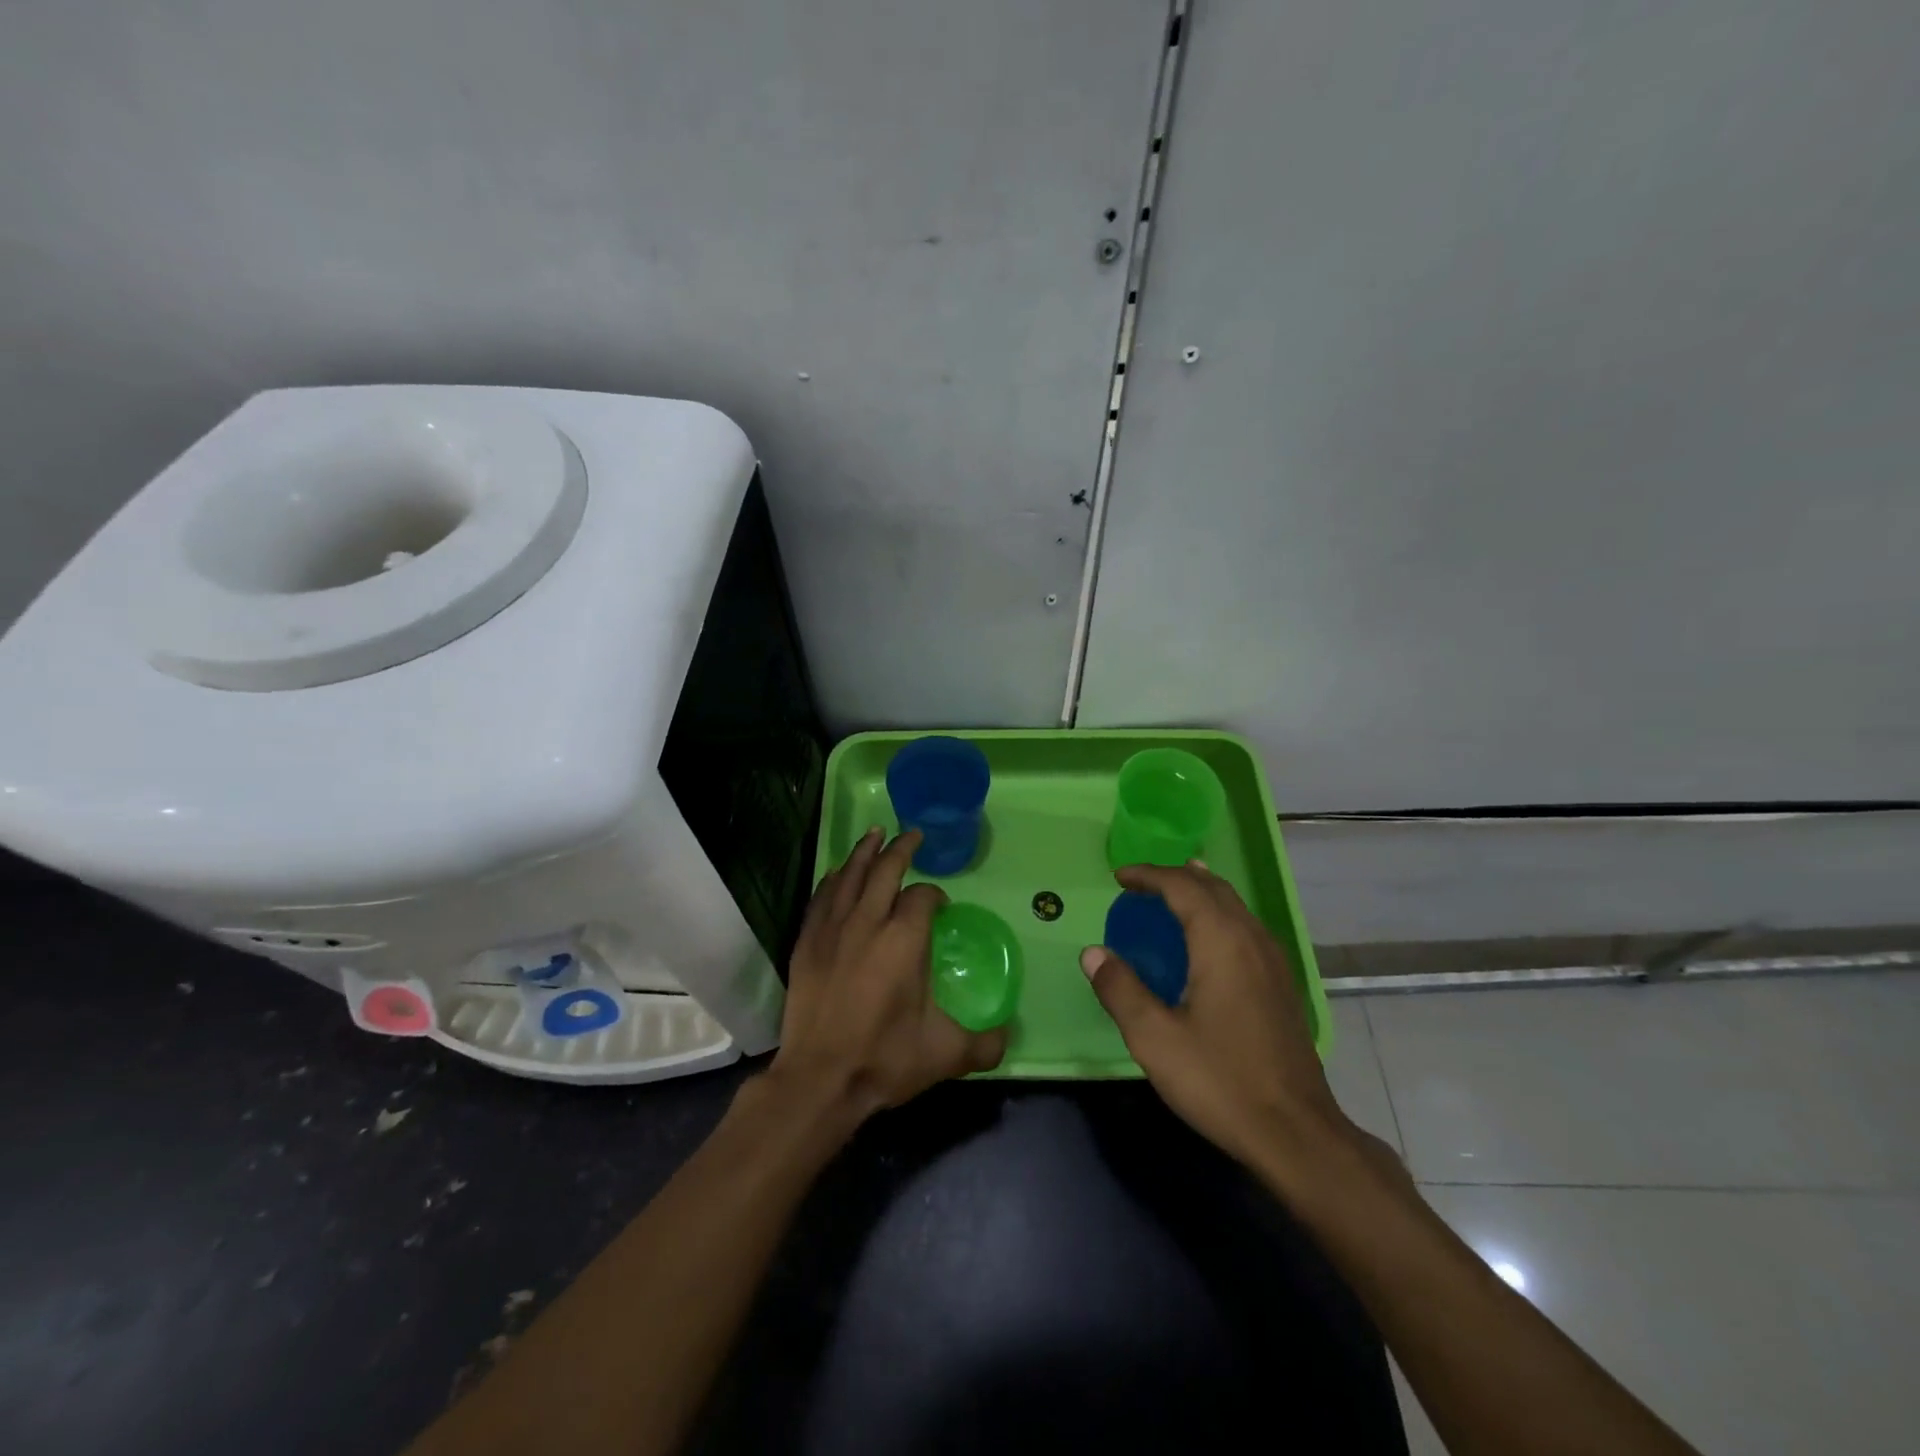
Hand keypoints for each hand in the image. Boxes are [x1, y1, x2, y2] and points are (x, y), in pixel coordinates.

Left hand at [770, 828, 1006, 1122]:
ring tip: (876, 834)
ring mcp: (832, 930)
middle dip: (902, 849)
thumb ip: (985, 1043)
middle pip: (884, 870)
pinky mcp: (807, 944)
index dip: (935, 895)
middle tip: (913, 835)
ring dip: (865, 852)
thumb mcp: (946, 1054)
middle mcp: (867, 922)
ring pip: (849, 876)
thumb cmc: (884, 1059)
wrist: (819, 1080)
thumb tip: (1008, 1036)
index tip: (940, 906)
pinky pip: (821, 898)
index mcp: (904, 939)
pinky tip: (837, 874)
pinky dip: (833, 880)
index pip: (922, 897)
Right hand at [1081, 861, 1348, 1169]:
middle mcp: (1251, 939)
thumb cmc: (1220, 1081)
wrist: (1296, 1133)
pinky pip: (1245, 926)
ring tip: (1171, 894)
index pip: (1182, 886)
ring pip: (1234, 905)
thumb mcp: (1154, 1038)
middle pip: (1213, 887)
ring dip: (1199, 892)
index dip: (1148, 875)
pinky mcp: (1281, 984)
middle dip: (1174, 876)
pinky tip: (1206, 938)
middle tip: (1139, 884)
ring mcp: (1273, 961)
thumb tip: (1093, 953)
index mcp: (1221, 941)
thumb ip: (1120, 989)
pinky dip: (1217, 913)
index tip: (1119, 877)